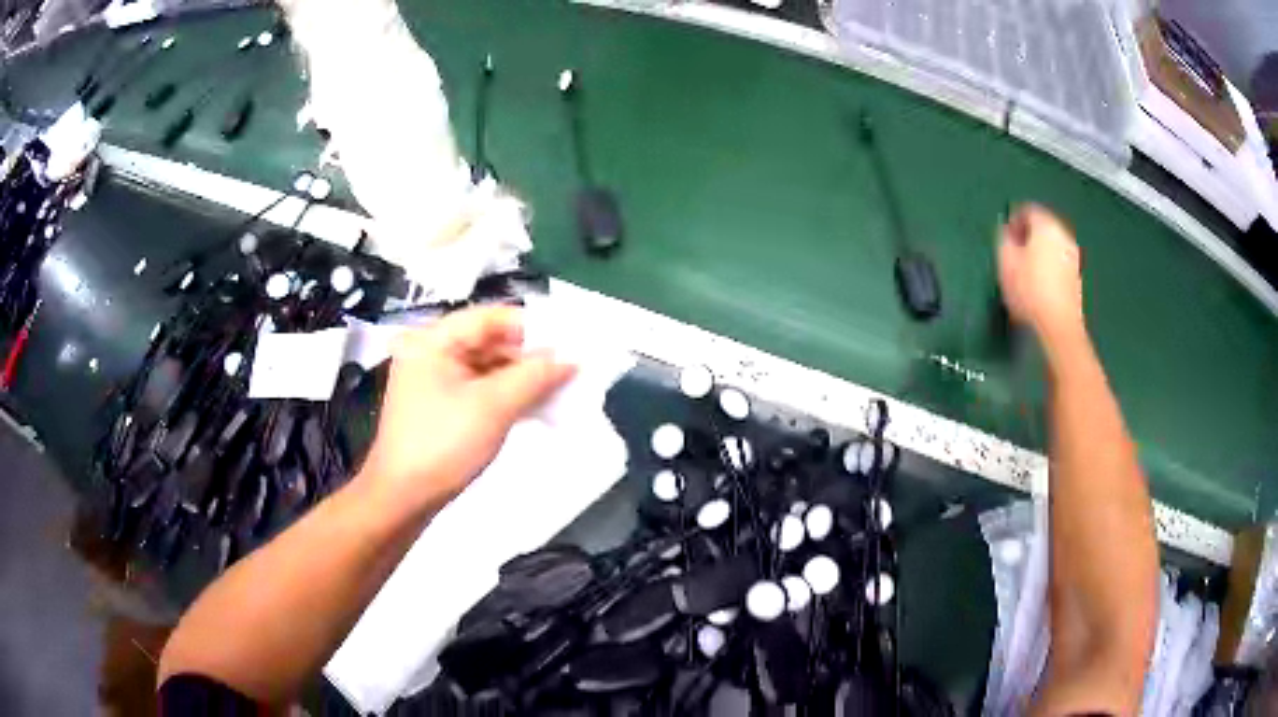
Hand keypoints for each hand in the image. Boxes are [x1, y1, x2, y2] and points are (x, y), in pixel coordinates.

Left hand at [356, 306, 575, 517]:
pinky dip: (509, 396)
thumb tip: (571, 359)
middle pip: (489, 341)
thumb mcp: (493, 407)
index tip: (569, 341)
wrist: (403, 499)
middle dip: (530, 356)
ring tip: (563, 388)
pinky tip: (538, 406)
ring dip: (524, 378)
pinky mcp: (441, 408)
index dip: (532, 327)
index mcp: (432, 341)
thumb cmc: (443, 445)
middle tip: (571, 369)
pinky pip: (481, 390)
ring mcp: (435, 382)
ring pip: (488, 368)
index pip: (490, 317)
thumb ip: (534, 376)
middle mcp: (431, 353)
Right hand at [998, 204, 1085, 348]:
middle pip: (1043, 226)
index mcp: (1046, 225)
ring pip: (1052, 244)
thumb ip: (1004, 240)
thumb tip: (1007, 232)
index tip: (1004, 236)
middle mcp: (1063, 235)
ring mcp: (1073, 256)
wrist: (1059, 326)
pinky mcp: (1076, 277)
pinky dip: (1049, 266)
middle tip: (1014, 252)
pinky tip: (1039, 284)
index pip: (1028, 210)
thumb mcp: (1006, 262)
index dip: (1013, 219)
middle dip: (1028, 235)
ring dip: (1039, 251)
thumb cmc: (1030, 290)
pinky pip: (1059, 261)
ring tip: (1025, 270)